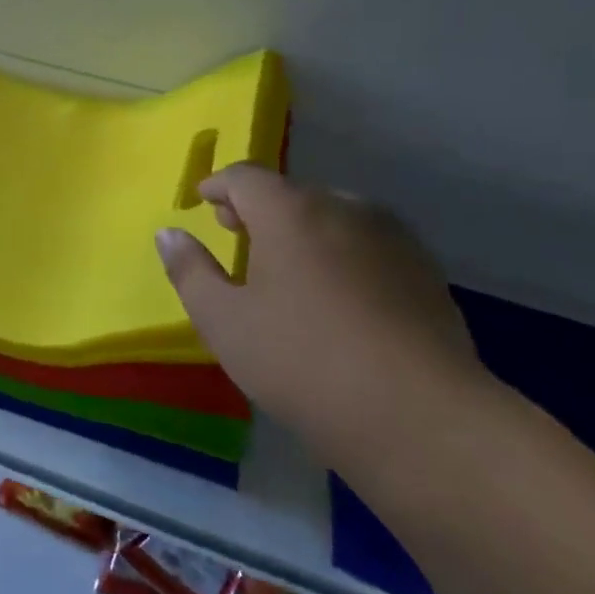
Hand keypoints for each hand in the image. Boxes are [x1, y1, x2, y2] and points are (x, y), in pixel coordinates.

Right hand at [156, 164, 488, 467]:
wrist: (418, 416)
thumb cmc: (301, 361)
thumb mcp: (223, 321)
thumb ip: (189, 270)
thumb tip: (169, 233)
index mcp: (291, 212)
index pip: (245, 177)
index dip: (217, 185)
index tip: (201, 201)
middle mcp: (345, 209)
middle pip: (292, 193)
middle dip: (258, 207)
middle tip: (236, 232)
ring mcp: (394, 239)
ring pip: (334, 217)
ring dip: (302, 229)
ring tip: (286, 265)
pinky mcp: (426, 273)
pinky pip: (368, 245)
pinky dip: (341, 252)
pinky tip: (336, 296)